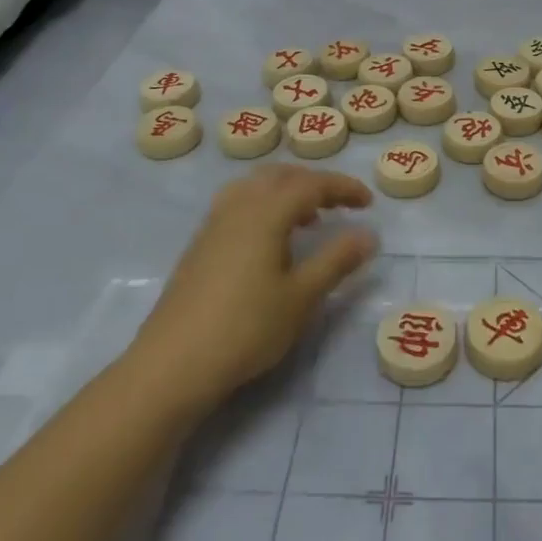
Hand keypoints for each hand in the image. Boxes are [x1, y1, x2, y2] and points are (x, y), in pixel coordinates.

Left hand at [132, 164, 376, 408]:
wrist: (172, 364)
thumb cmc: (246, 328)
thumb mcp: (302, 296)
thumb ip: (337, 260)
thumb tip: (368, 234)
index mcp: (266, 212)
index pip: (312, 184)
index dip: (343, 188)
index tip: (368, 203)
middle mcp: (238, 207)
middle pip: (280, 176)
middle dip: (314, 183)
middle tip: (339, 205)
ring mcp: (213, 225)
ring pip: (254, 187)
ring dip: (286, 191)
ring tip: (306, 219)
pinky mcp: (199, 245)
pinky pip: (238, 204)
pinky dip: (264, 206)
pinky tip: (270, 241)